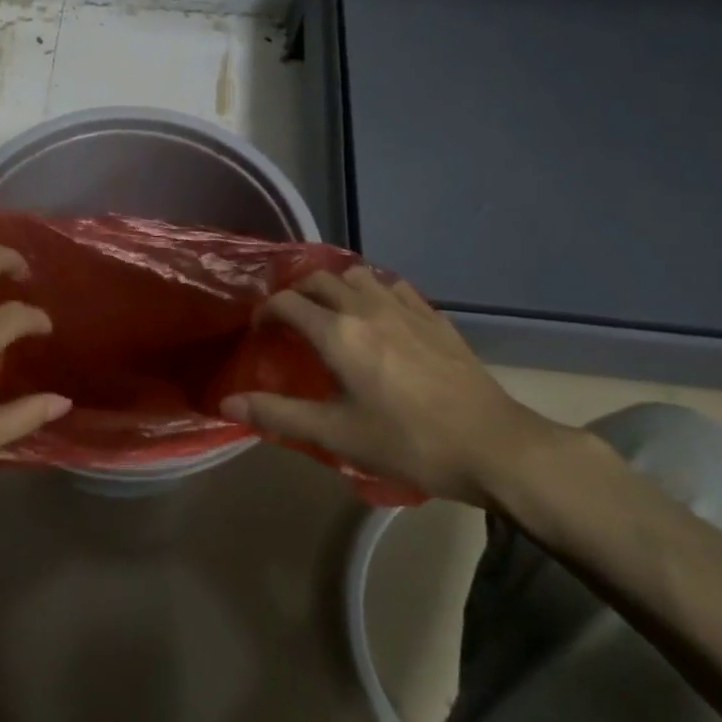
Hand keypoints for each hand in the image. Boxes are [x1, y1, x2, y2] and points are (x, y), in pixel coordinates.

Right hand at [221, 267, 595, 508]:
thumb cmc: (408, 442)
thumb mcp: (336, 434)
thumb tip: (227, 403)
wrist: (494, 446)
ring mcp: (406, 309)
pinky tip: (378, 317)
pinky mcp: (435, 318)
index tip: (259, 334)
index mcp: (338, 333)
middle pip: (319, 280)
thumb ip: (278, 415)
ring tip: (329, 314)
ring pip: (357, 276)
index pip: (287, 303)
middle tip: (288, 324)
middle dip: (295, 294)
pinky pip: (393, 287)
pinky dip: (372, 292)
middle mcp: (367, 308)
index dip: (265, 313)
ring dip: (334, 286)